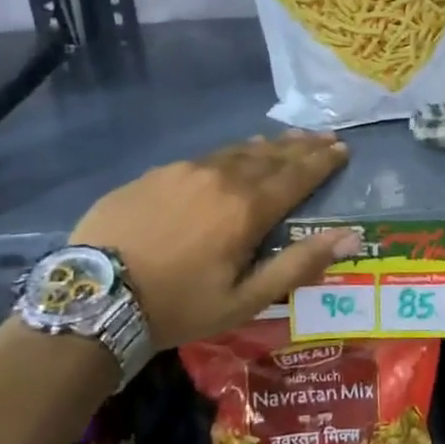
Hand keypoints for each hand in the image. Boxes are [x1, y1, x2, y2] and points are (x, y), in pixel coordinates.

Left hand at [68, 133, 357, 350]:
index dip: (323, 162)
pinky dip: (232, 153)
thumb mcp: (244, 300)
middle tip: (325, 137)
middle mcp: (222, 178)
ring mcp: (186, 170)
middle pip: (272, 155)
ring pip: (239, 151)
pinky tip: (235, 154)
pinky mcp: (157, 173)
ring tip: (289, 140)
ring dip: (269, 145)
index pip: (297, 176)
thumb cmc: (177, 306)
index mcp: (247, 209)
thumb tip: (351, 237)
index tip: (343, 149)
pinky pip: (207, 156)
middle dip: (302, 146)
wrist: (93, 297)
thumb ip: (298, 265)